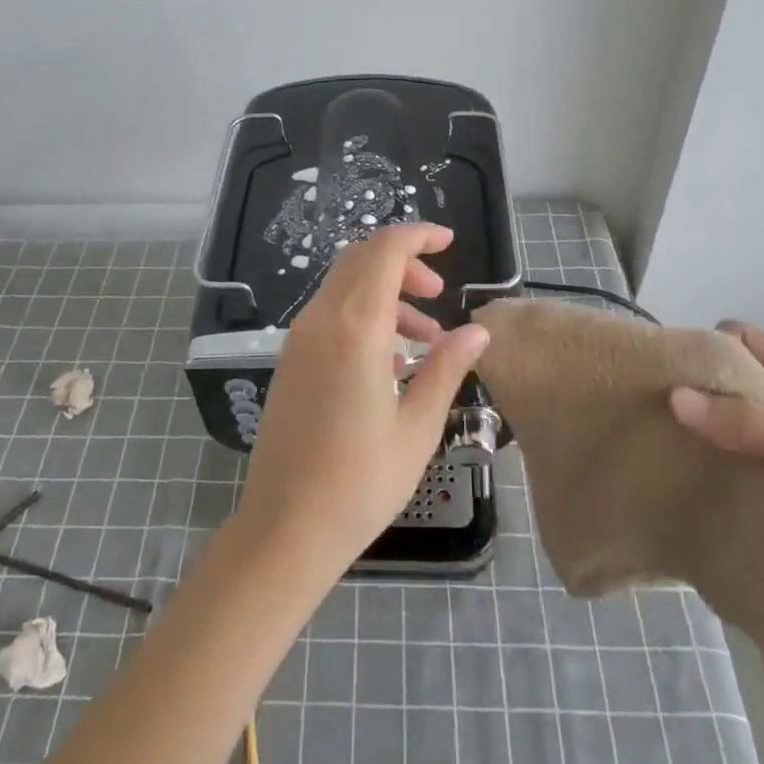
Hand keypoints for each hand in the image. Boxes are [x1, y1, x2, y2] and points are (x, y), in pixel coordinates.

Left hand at [235, 224, 490, 577]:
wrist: (286, 528)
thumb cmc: (361, 482)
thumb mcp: (417, 426)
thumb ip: (447, 368)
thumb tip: (477, 331)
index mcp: (355, 328)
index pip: (384, 251)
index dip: (417, 235)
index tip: (448, 241)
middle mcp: (320, 321)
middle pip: (360, 260)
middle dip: (403, 263)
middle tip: (438, 294)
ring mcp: (299, 340)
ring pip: (344, 286)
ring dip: (385, 293)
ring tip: (426, 338)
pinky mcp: (290, 361)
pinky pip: (329, 315)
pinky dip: (362, 315)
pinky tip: (390, 360)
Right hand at [669, 321, 763, 631]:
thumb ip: (754, 427)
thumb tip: (674, 396)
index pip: (751, 343)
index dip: (710, 350)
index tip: (664, 371)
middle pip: (739, 384)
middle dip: (699, 395)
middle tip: (650, 410)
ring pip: (735, 428)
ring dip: (705, 436)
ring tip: (657, 443)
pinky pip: (741, 467)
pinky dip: (716, 468)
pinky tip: (684, 476)